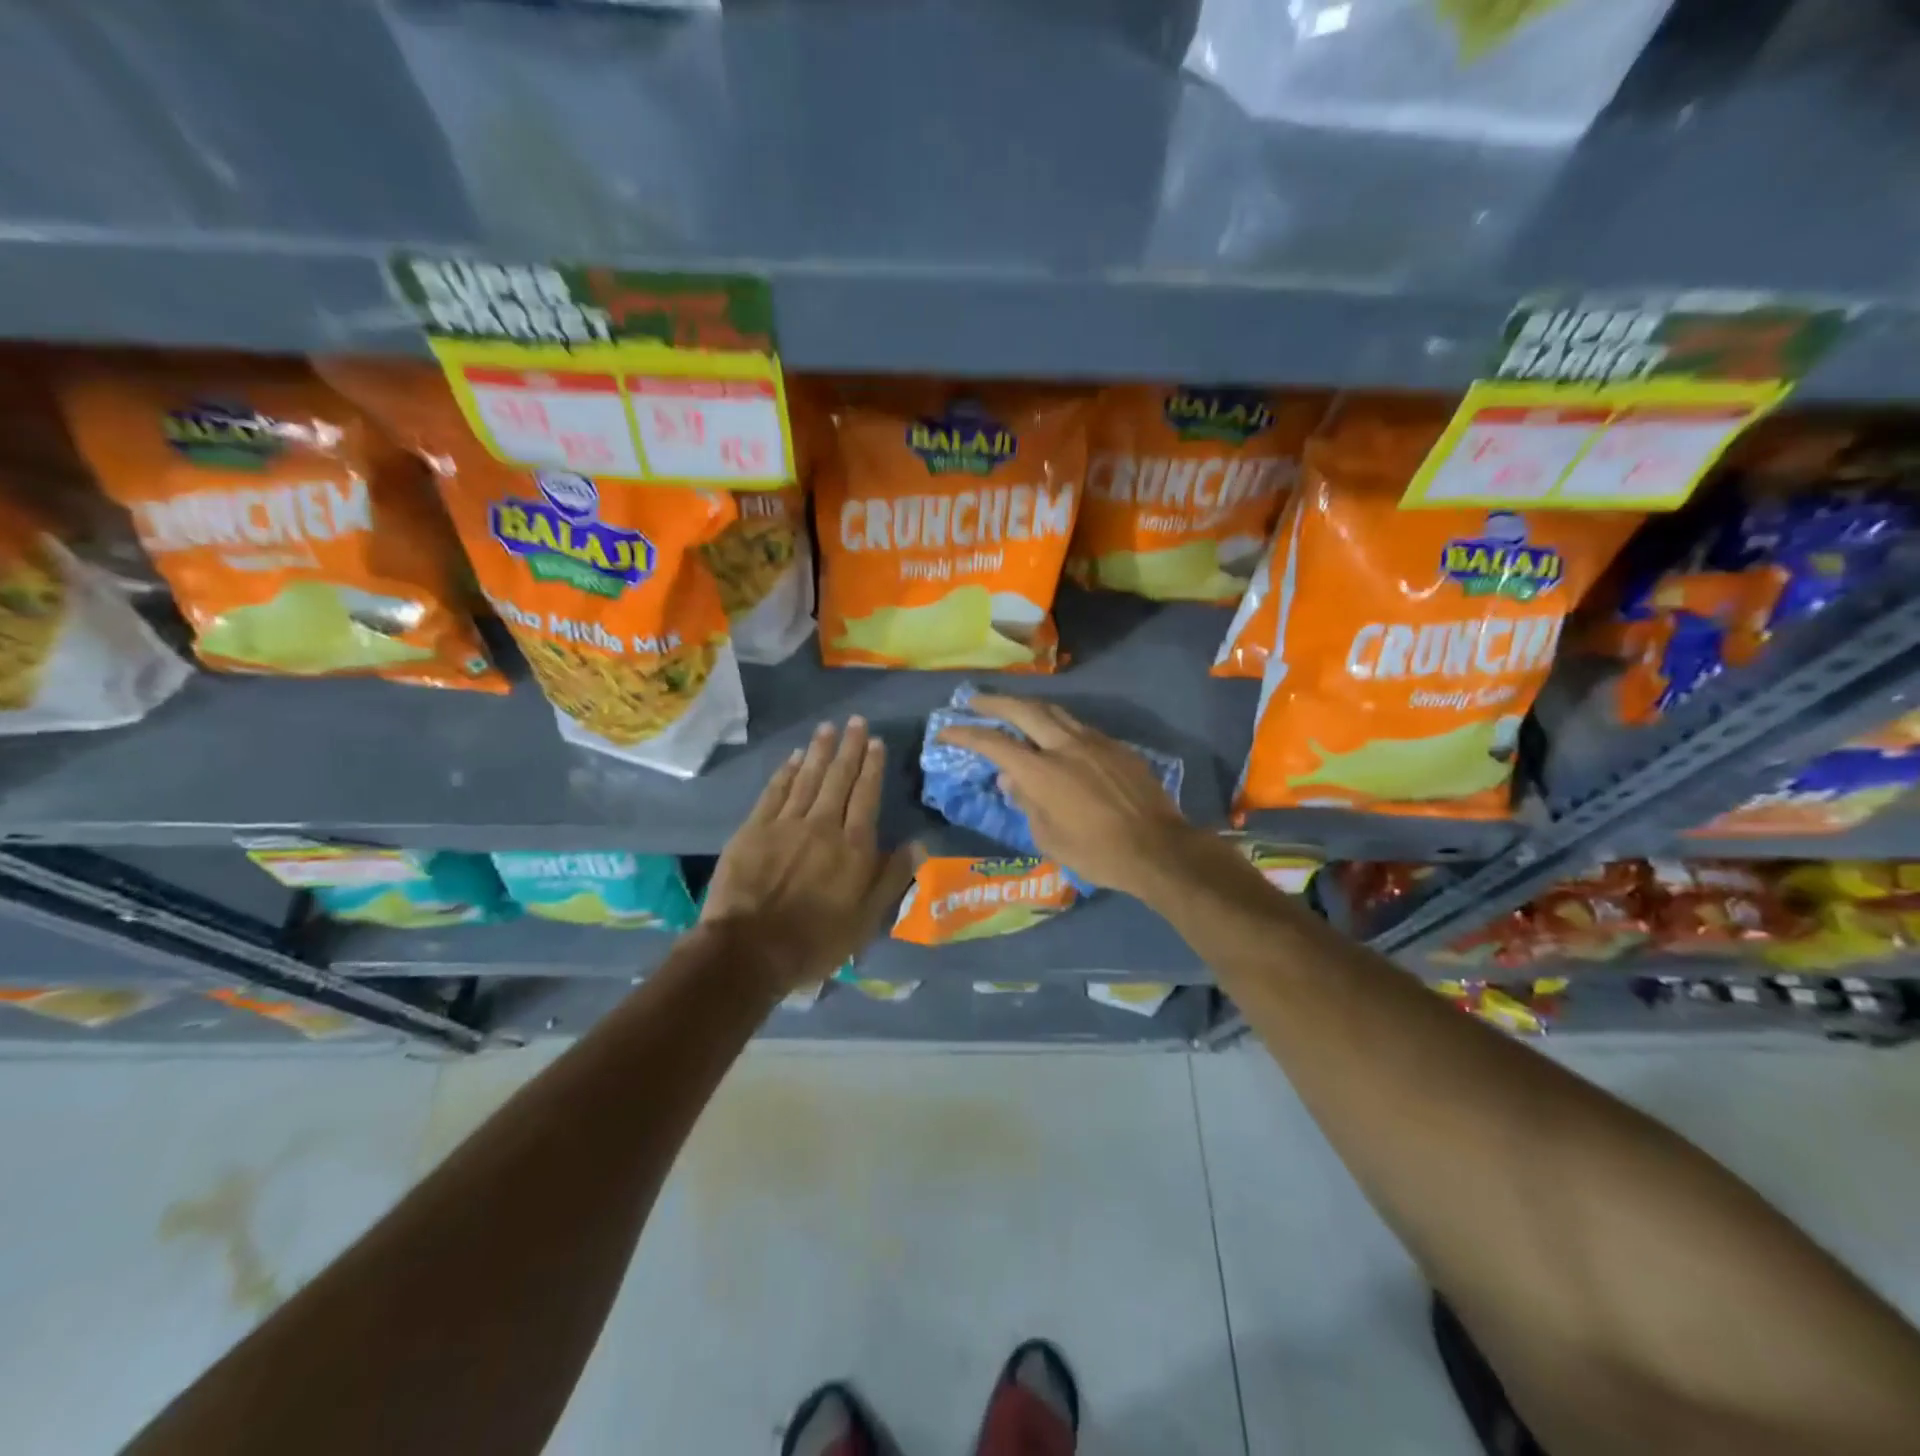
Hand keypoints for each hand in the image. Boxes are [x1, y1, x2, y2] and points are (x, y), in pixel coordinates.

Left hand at [703, 717, 918, 990]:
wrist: (750, 950)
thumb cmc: (816, 940)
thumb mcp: (867, 919)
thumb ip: (893, 877)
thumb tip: (919, 843)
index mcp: (854, 846)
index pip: (867, 796)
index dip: (872, 767)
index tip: (876, 742)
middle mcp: (823, 825)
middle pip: (839, 779)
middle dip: (850, 748)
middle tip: (856, 722)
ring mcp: (786, 824)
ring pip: (808, 778)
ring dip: (820, 751)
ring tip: (829, 728)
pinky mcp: (754, 829)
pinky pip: (775, 792)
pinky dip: (786, 772)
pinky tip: (794, 757)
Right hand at [937, 694, 1213, 901]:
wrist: (1158, 849)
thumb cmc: (1097, 853)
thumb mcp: (1049, 838)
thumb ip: (1026, 803)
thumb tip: (1011, 780)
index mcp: (1042, 771)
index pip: (994, 743)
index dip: (967, 733)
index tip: (947, 729)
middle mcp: (1065, 746)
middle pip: (1024, 710)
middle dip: (994, 702)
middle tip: (974, 701)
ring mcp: (1094, 742)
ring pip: (1055, 712)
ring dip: (1028, 707)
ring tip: (1013, 709)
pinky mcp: (1117, 747)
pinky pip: (1080, 728)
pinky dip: (1058, 725)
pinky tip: (1056, 736)